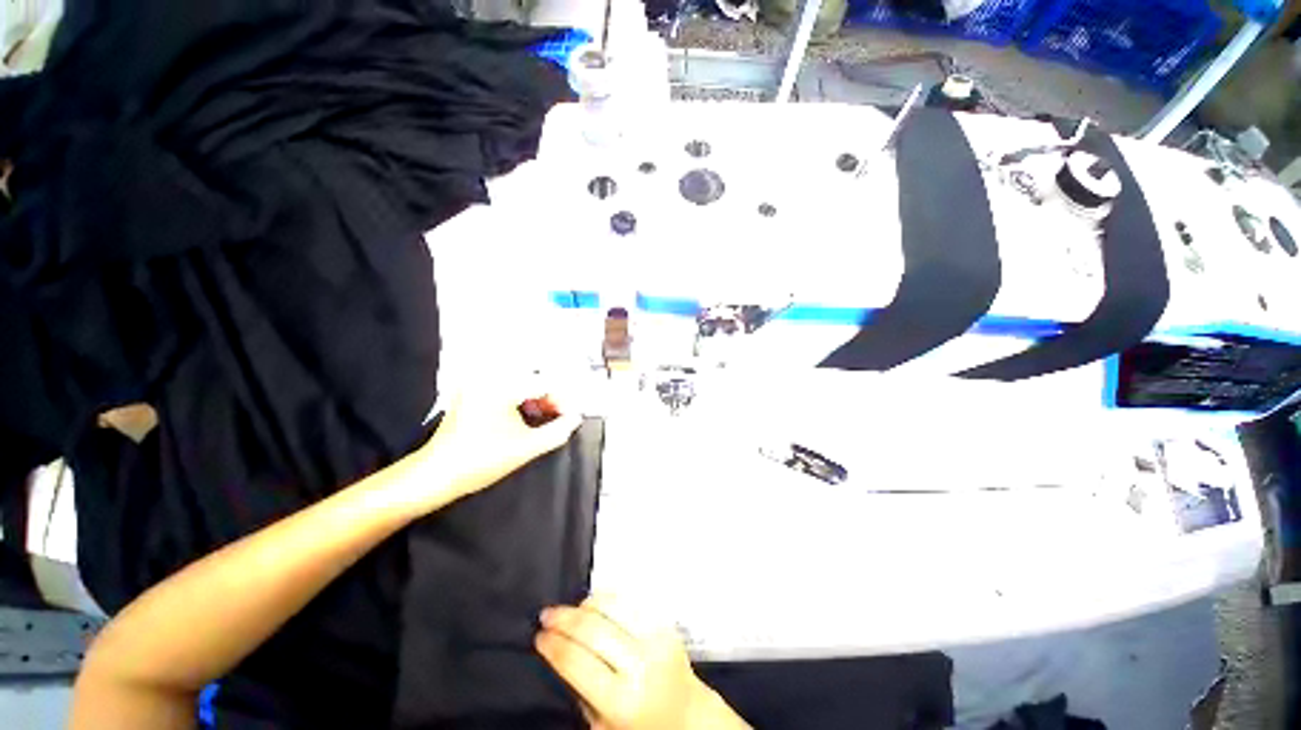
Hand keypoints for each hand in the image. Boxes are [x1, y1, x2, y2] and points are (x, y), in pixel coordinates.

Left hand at [415, 380, 581, 508]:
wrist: (435, 475)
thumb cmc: (480, 461)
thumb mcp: (526, 448)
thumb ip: (558, 431)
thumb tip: (575, 419)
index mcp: (502, 386)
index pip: (546, 383)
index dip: (564, 401)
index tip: (570, 419)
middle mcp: (488, 377)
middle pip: (534, 379)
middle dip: (551, 399)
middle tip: (559, 419)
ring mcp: (477, 383)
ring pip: (520, 383)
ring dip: (536, 399)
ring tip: (543, 420)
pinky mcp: (471, 392)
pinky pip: (505, 388)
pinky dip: (520, 399)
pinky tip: (524, 417)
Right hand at [536, 597, 748, 729]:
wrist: (686, 714)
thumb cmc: (640, 726)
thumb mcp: (603, 724)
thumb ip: (581, 690)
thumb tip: (558, 649)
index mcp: (621, 701)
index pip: (577, 662)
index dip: (553, 645)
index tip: (539, 637)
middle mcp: (640, 666)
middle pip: (593, 629)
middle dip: (564, 619)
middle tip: (546, 614)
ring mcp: (656, 641)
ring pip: (613, 607)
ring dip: (586, 603)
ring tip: (570, 609)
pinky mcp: (665, 625)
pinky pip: (631, 601)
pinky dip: (609, 598)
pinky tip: (596, 604)